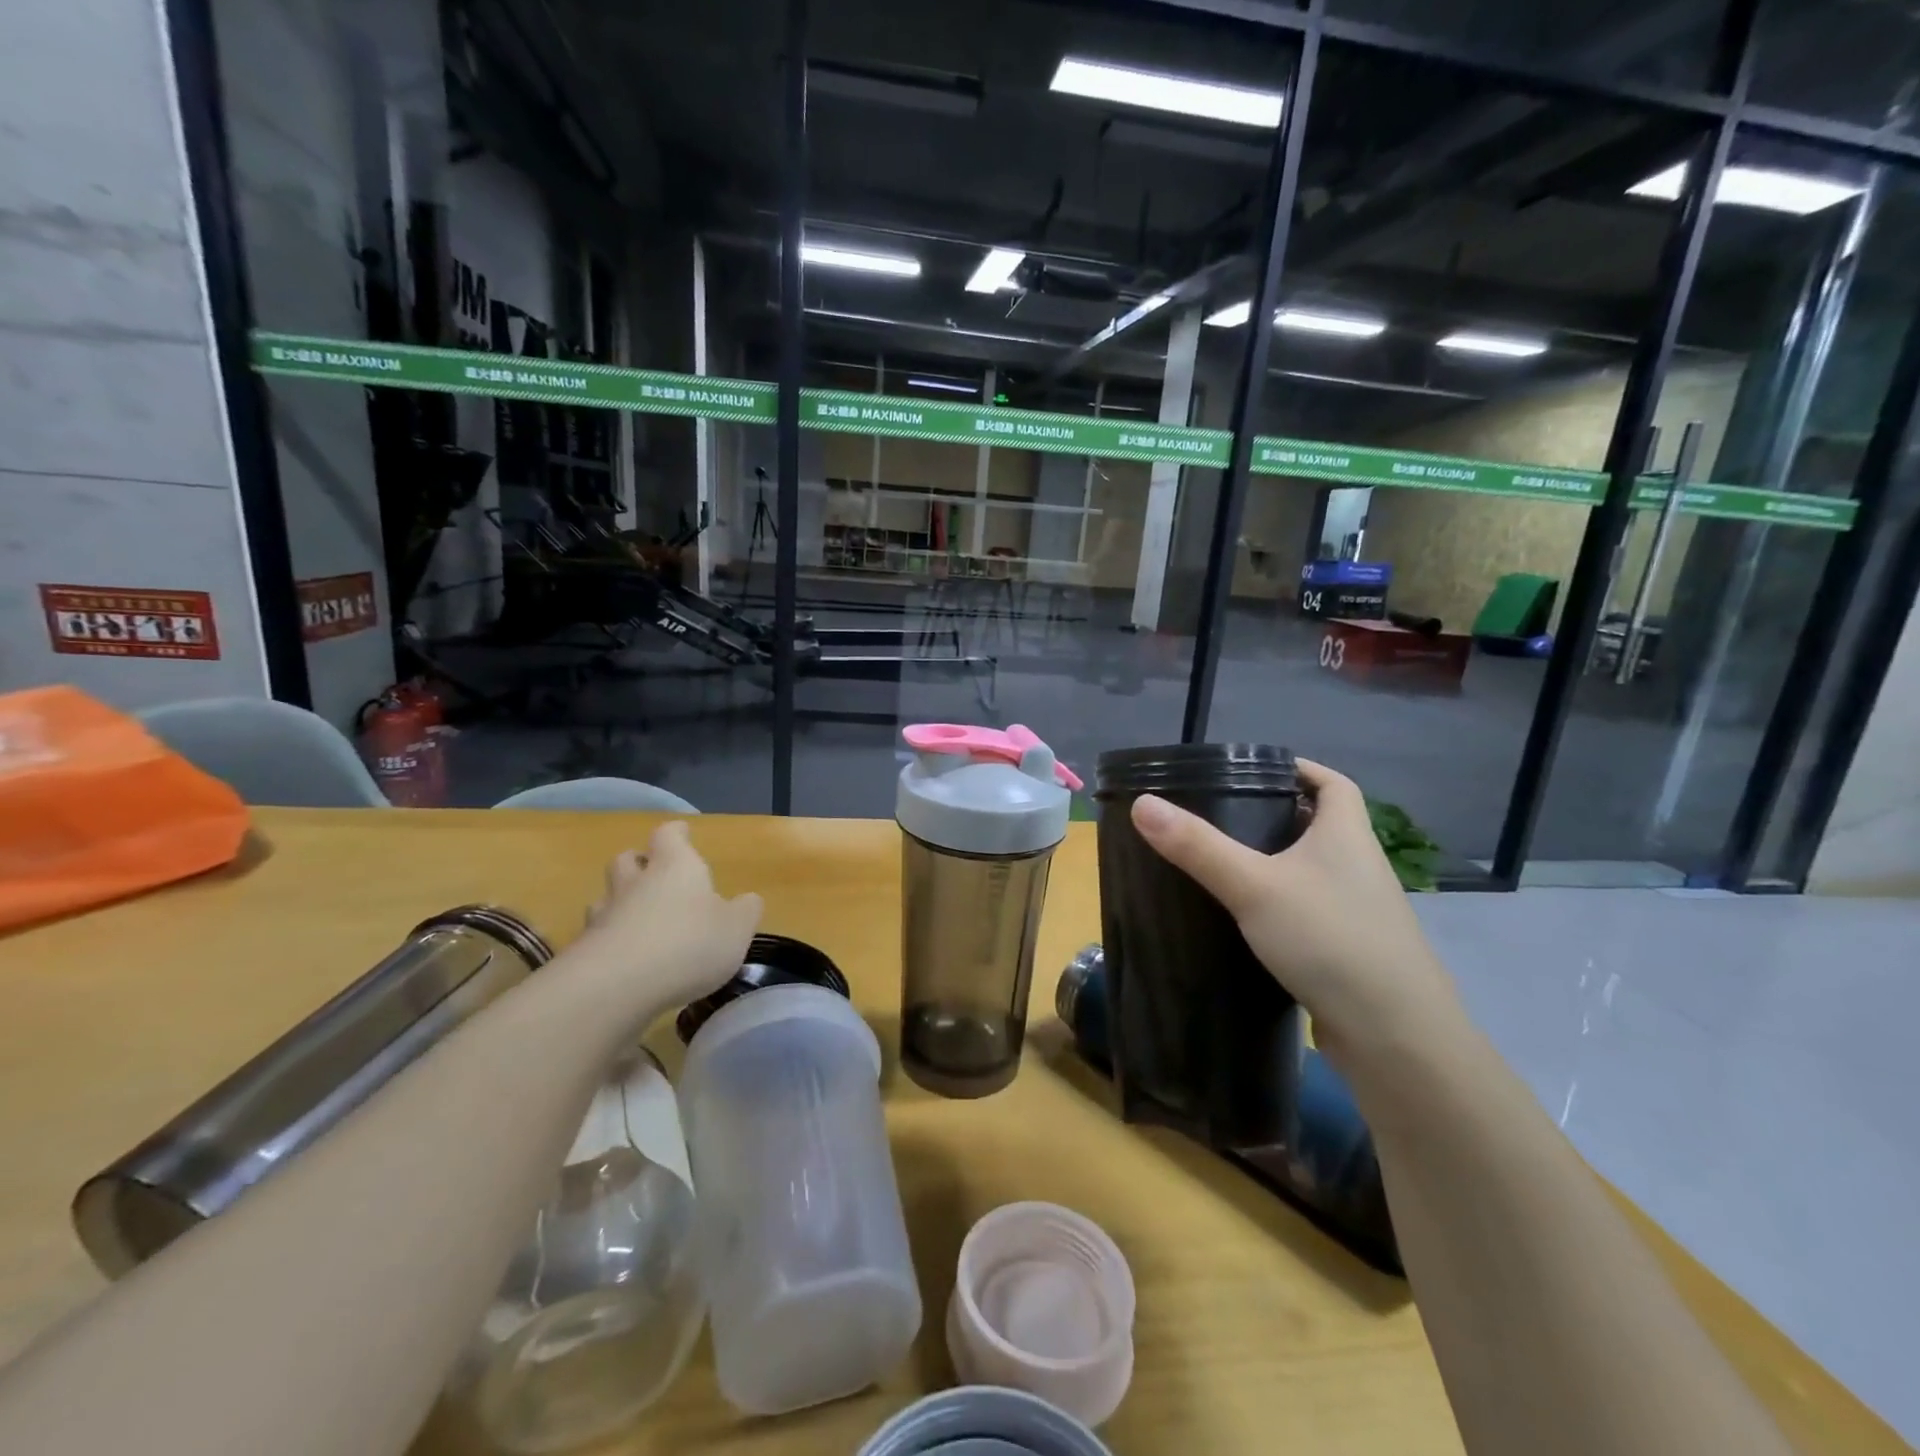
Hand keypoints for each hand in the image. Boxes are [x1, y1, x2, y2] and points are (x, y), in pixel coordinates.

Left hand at [574, 820, 762, 1022]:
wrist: (616, 986)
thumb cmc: (689, 944)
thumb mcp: (737, 928)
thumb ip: (746, 911)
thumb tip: (748, 900)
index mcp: (675, 867)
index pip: (669, 835)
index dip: (676, 833)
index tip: (682, 833)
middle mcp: (635, 882)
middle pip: (627, 859)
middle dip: (639, 863)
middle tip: (652, 873)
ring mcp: (604, 915)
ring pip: (606, 897)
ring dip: (619, 902)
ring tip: (635, 918)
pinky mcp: (584, 951)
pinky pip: (596, 936)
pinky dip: (609, 941)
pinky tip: (624, 960)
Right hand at [1129, 759, 1465, 1073]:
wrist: (1394, 1036)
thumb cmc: (1329, 939)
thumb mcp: (1253, 885)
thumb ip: (1197, 846)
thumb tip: (1143, 803)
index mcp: (1347, 836)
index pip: (1333, 783)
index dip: (1299, 768)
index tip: (1254, 770)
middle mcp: (1359, 867)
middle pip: (1319, 824)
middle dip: (1275, 815)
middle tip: (1221, 814)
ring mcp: (1358, 912)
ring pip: (1313, 871)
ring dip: (1276, 862)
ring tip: (1223, 861)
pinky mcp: (1350, 950)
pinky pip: (1310, 910)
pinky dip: (1281, 905)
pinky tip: (1246, 919)